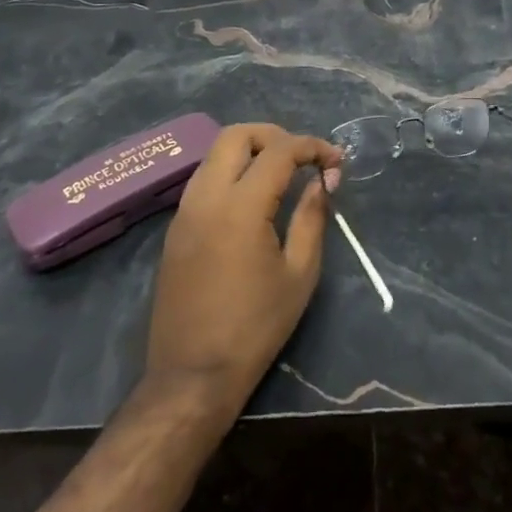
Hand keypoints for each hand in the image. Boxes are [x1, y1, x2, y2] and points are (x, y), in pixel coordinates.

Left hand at [146, 123, 340, 416]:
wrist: (192, 376)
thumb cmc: (255, 327)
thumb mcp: (299, 274)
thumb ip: (312, 218)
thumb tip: (322, 182)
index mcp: (240, 207)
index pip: (279, 152)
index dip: (312, 147)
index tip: (336, 161)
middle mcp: (206, 198)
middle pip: (236, 135)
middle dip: (275, 136)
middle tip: (303, 158)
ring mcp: (185, 212)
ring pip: (215, 154)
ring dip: (250, 152)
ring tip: (282, 175)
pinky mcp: (175, 229)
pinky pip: (204, 180)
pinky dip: (231, 173)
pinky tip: (254, 199)